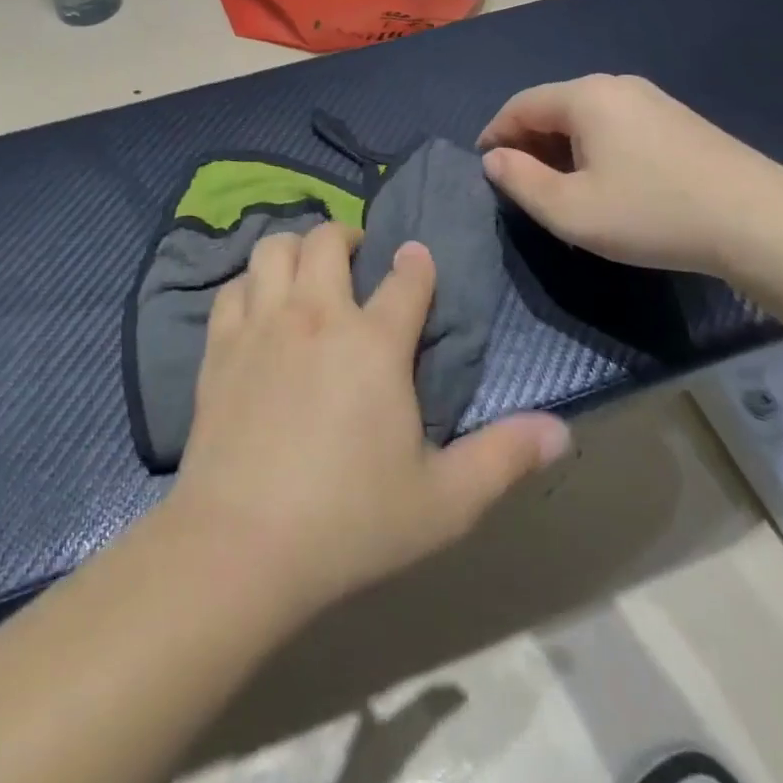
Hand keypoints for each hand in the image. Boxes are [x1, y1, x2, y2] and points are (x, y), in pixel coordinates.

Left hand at [166, 224, 569, 623]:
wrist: (240, 545)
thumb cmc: (350, 522)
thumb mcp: (444, 502)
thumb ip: (504, 459)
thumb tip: (563, 431)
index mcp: (374, 343)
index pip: (407, 279)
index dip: (417, 264)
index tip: (418, 261)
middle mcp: (317, 315)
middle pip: (328, 240)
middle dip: (348, 236)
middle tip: (356, 255)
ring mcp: (262, 325)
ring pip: (273, 248)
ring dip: (294, 246)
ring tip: (306, 268)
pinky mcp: (220, 346)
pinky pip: (233, 288)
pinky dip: (250, 283)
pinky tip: (257, 304)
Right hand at [477, 74, 782, 276]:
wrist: (758, 220)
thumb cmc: (651, 213)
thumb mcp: (571, 210)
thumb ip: (520, 181)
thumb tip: (494, 159)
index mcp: (585, 96)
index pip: (520, 105)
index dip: (494, 134)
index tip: (484, 168)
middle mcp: (616, 85)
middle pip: (553, 106)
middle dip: (528, 141)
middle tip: (520, 183)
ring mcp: (652, 99)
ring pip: (585, 116)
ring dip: (560, 146)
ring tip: (559, 187)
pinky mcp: (677, 119)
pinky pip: (616, 124)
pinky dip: (593, 147)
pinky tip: (605, 181)